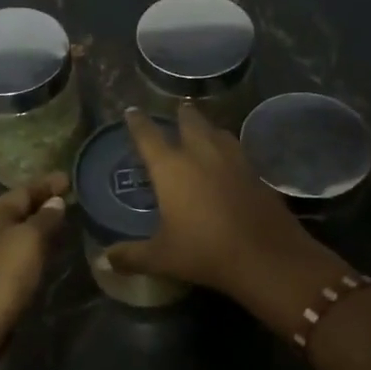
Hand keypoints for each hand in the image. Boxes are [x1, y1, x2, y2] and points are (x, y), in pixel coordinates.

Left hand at [0, 172, 70, 361]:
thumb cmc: (1, 280)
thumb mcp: (27, 242)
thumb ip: (44, 219)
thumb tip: (55, 202)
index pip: (21, 191)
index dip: (46, 184)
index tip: (70, 178)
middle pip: (16, 209)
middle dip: (42, 202)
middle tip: (71, 198)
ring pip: (17, 231)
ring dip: (39, 224)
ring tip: (65, 221)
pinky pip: (17, 252)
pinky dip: (34, 245)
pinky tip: (48, 251)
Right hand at [106, 106, 321, 297]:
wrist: (265, 256)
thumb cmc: (204, 252)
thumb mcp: (161, 258)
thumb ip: (131, 256)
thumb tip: (105, 261)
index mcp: (171, 168)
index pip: (148, 136)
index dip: (138, 122)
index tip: (132, 110)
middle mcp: (201, 154)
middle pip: (190, 122)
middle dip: (181, 114)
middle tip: (177, 108)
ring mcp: (233, 160)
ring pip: (218, 132)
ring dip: (208, 127)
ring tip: (203, 129)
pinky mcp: (256, 173)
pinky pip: (238, 151)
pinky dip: (229, 148)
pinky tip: (229, 160)